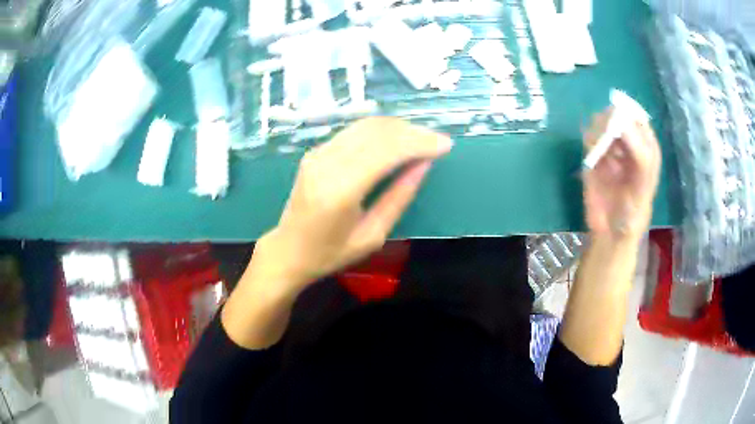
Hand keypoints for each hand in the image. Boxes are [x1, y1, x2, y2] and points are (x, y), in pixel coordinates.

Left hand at [253, 117, 452, 289]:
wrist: (288, 250)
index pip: (386, 151)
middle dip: (412, 132)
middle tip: (437, 141)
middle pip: (377, 132)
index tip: (445, 145)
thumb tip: (423, 165)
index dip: (419, 143)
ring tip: (422, 139)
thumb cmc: (330, 253)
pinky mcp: (315, 151)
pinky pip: (354, 131)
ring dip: (398, 128)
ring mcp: (318, 153)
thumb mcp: (372, 235)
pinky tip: (396, 140)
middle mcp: (327, 163)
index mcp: (341, 190)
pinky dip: (380, 131)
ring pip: (365, 125)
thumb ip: (399, 197)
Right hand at [582, 108, 660, 239]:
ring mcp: (610, 148)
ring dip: (598, 131)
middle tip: (607, 138)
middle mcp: (628, 143)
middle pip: (618, 115)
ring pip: (601, 121)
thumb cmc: (634, 212)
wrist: (611, 233)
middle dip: (611, 122)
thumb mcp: (644, 183)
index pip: (637, 118)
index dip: (629, 118)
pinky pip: (589, 136)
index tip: (620, 128)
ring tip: (601, 152)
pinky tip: (594, 158)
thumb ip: (640, 154)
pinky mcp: (593, 155)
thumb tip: (622, 123)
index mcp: (646, 147)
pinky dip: (589, 141)